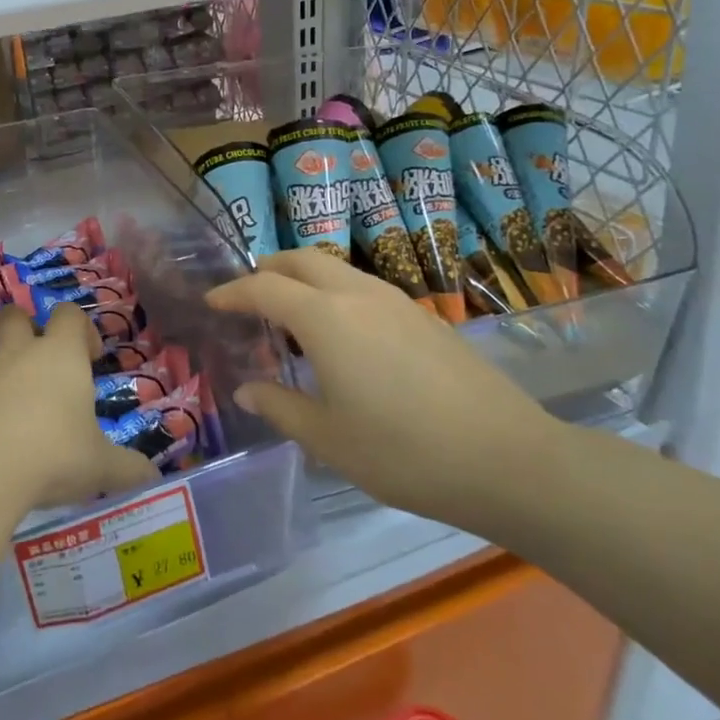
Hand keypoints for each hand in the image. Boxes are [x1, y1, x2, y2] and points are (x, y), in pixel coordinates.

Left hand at [0, 306, 159, 513]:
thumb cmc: (52, 454)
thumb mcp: (100, 467)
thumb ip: (127, 469)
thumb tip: (152, 477)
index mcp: (60, 356)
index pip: (69, 314)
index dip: (82, 328)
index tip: (91, 357)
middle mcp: (19, 356)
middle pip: (16, 317)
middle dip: (27, 328)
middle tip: (44, 365)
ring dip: (7, 382)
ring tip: (23, 428)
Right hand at [206, 250, 556, 534]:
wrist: (507, 459)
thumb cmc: (403, 452)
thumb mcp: (328, 439)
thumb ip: (280, 407)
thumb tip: (247, 389)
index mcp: (325, 318)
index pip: (264, 288)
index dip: (233, 292)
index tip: (212, 302)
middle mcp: (358, 295)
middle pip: (302, 260)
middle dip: (268, 268)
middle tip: (248, 294)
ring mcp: (397, 302)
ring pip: (337, 270)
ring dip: (304, 279)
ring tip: (290, 316)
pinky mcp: (425, 317)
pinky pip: (364, 288)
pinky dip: (335, 294)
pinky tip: (342, 335)